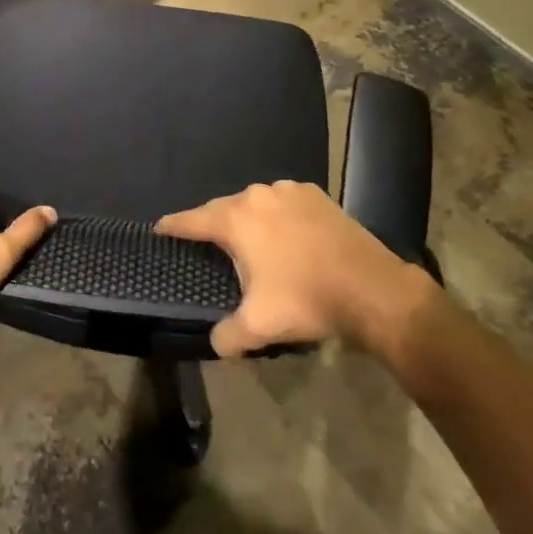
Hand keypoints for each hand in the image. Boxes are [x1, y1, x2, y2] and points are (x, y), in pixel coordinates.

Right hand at [159, 181, 434, 358]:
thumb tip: (216, 342)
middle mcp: (257, 195)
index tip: (159, 230)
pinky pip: (283, 203)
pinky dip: (276, 216)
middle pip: (222, 208)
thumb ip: (227, 335)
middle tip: (206, 245)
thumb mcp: (259, 326)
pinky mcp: (316, 195)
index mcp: (235, 219)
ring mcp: (288, 191)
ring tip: (248, 241)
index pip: (191, 220)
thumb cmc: (307, 300)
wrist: (373, 289)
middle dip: (212, 225)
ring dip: (247, 220)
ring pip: (254, 203)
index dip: (172, 226)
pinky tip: (284, 235)